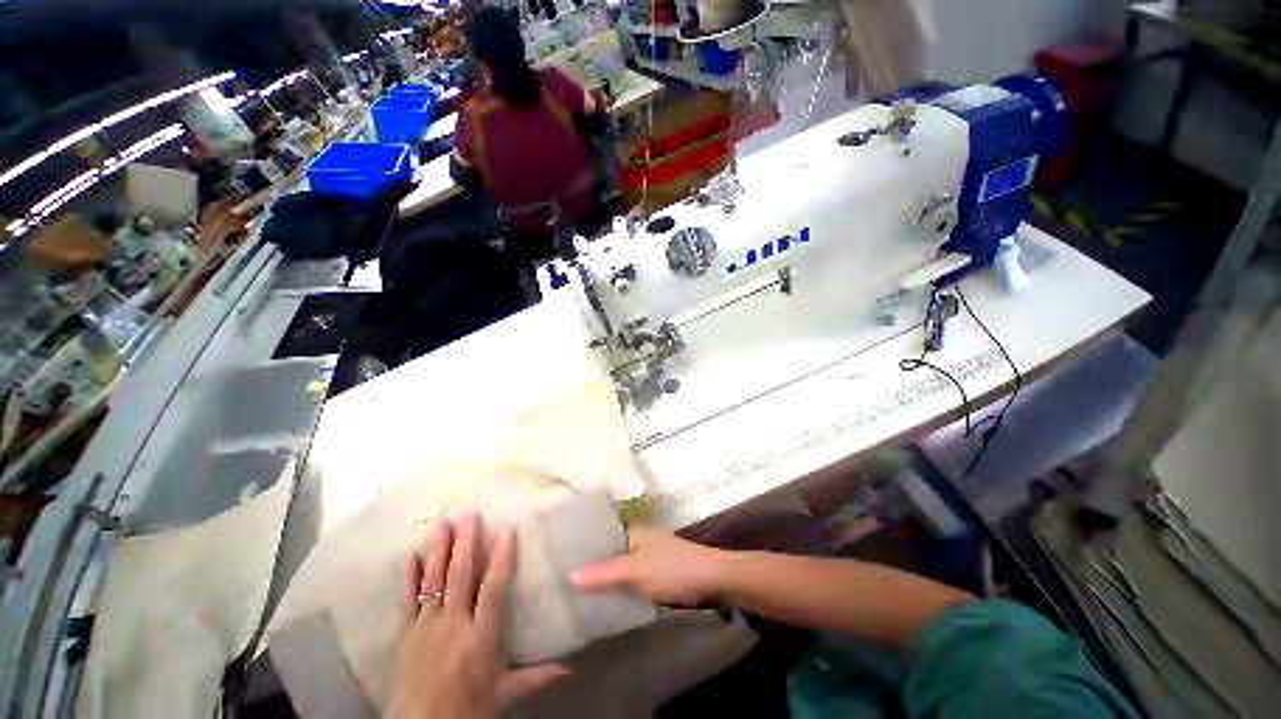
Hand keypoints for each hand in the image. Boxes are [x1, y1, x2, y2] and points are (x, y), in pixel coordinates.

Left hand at [391, 512, 567, 718]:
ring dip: (438, 551)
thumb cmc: (468, 709)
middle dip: (465, 544)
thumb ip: (535, 677)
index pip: (492, 589)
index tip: (504, 532)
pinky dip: (409, 577)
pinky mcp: (405, 634)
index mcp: (480, 637)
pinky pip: (407, 600)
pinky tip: (410, 555)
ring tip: (442, 524)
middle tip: (468, 515)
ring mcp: (426, 628)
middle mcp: (453, 626)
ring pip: (433, 581)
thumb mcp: (504, 693)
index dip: (499, 558)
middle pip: (460, 577)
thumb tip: (570, 668)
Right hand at [571, 526, 730, 606]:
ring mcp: (644, 556)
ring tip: (571, 591)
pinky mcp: (651, 573)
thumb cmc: (671, 568)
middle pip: (606, 550)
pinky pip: (626, 578)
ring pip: (616, 566)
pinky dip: (615, 587)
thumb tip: (570, 575)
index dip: (580, 543)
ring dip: (601, 577)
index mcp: (630, 530)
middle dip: (587, 563)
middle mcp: (635, 539)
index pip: (599, 532)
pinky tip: (600, 600)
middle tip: (557, 578)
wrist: (709, 578)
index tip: (555, 556)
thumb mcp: (636, 571)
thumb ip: (605, 573)